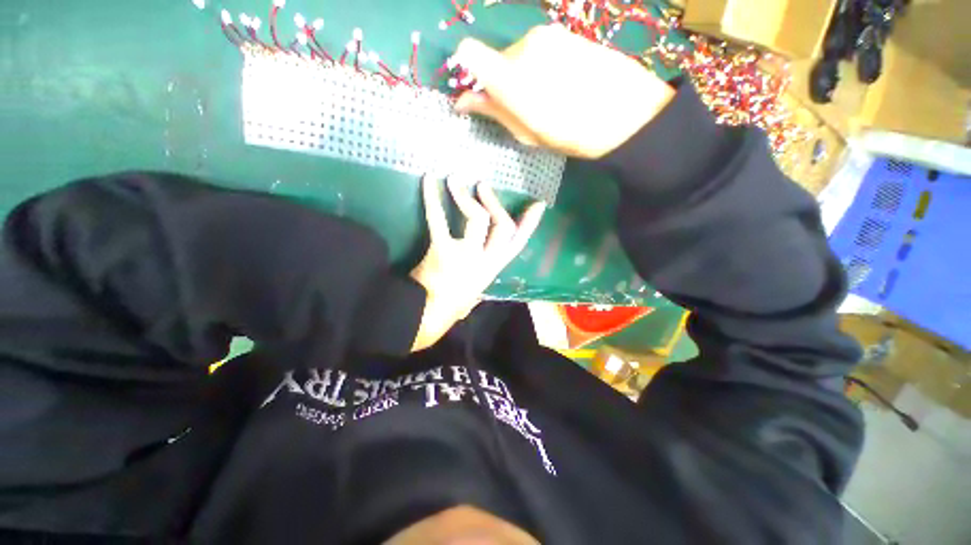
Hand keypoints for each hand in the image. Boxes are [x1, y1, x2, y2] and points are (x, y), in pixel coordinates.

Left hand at [409, 175, 544, 351]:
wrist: (428, 316)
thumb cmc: (451, 305)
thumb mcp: (475, 293)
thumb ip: (482, 277)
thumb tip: (487, 268)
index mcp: (493, 269)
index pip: (518, 244)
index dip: (529, 224)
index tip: (537, 204)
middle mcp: (485, 260)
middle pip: (503, 227)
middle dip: (495, 204)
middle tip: (482, 185)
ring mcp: (466, 255)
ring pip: (478, 218)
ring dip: (465, 196)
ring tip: (454, 179)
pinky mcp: (442, 250)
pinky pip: (438, 220)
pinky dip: (432, 198)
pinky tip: (428, 181)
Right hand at [452, 25, 675, 158]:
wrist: (629, 113)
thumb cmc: (573, 134)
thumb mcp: (528, 133)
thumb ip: (495, 112)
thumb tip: (464, 101)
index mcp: (511, 76)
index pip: (469, 53)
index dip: (468, 72)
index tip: (479, 93)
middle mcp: (525, 45)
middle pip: (497, 59)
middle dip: (502, 82)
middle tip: (524, 108)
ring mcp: (548, 34)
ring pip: (519, 54)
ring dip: (522, 74)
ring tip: (548, 98)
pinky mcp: (565, 32)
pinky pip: (540, 49)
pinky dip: (540, 66)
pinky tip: (562, 84)